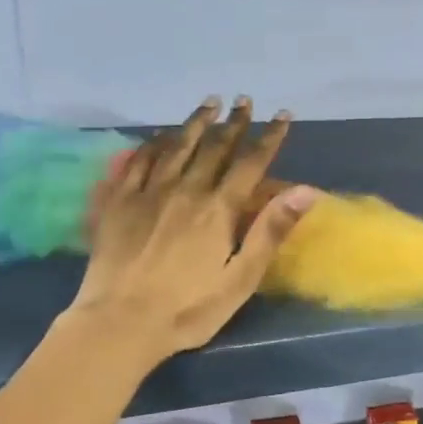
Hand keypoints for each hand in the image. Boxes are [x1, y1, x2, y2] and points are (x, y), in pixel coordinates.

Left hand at [72, 97, 315, 359]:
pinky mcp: (117, 203)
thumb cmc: (188, 309)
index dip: (269, 137)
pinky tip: (158, 136)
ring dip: (195, 124)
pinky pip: (137, 161)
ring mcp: (147, 193)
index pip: (250, 163)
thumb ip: (270, 231)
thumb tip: (305, 191)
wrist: (119, 323)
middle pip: (213, 148)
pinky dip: (152, 143)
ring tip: (208, 104)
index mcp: (218, 209)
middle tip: (243, 101)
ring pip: (175, 146)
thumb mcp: (241, 279)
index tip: (282, 115)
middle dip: (232, 123)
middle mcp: (185, 190)